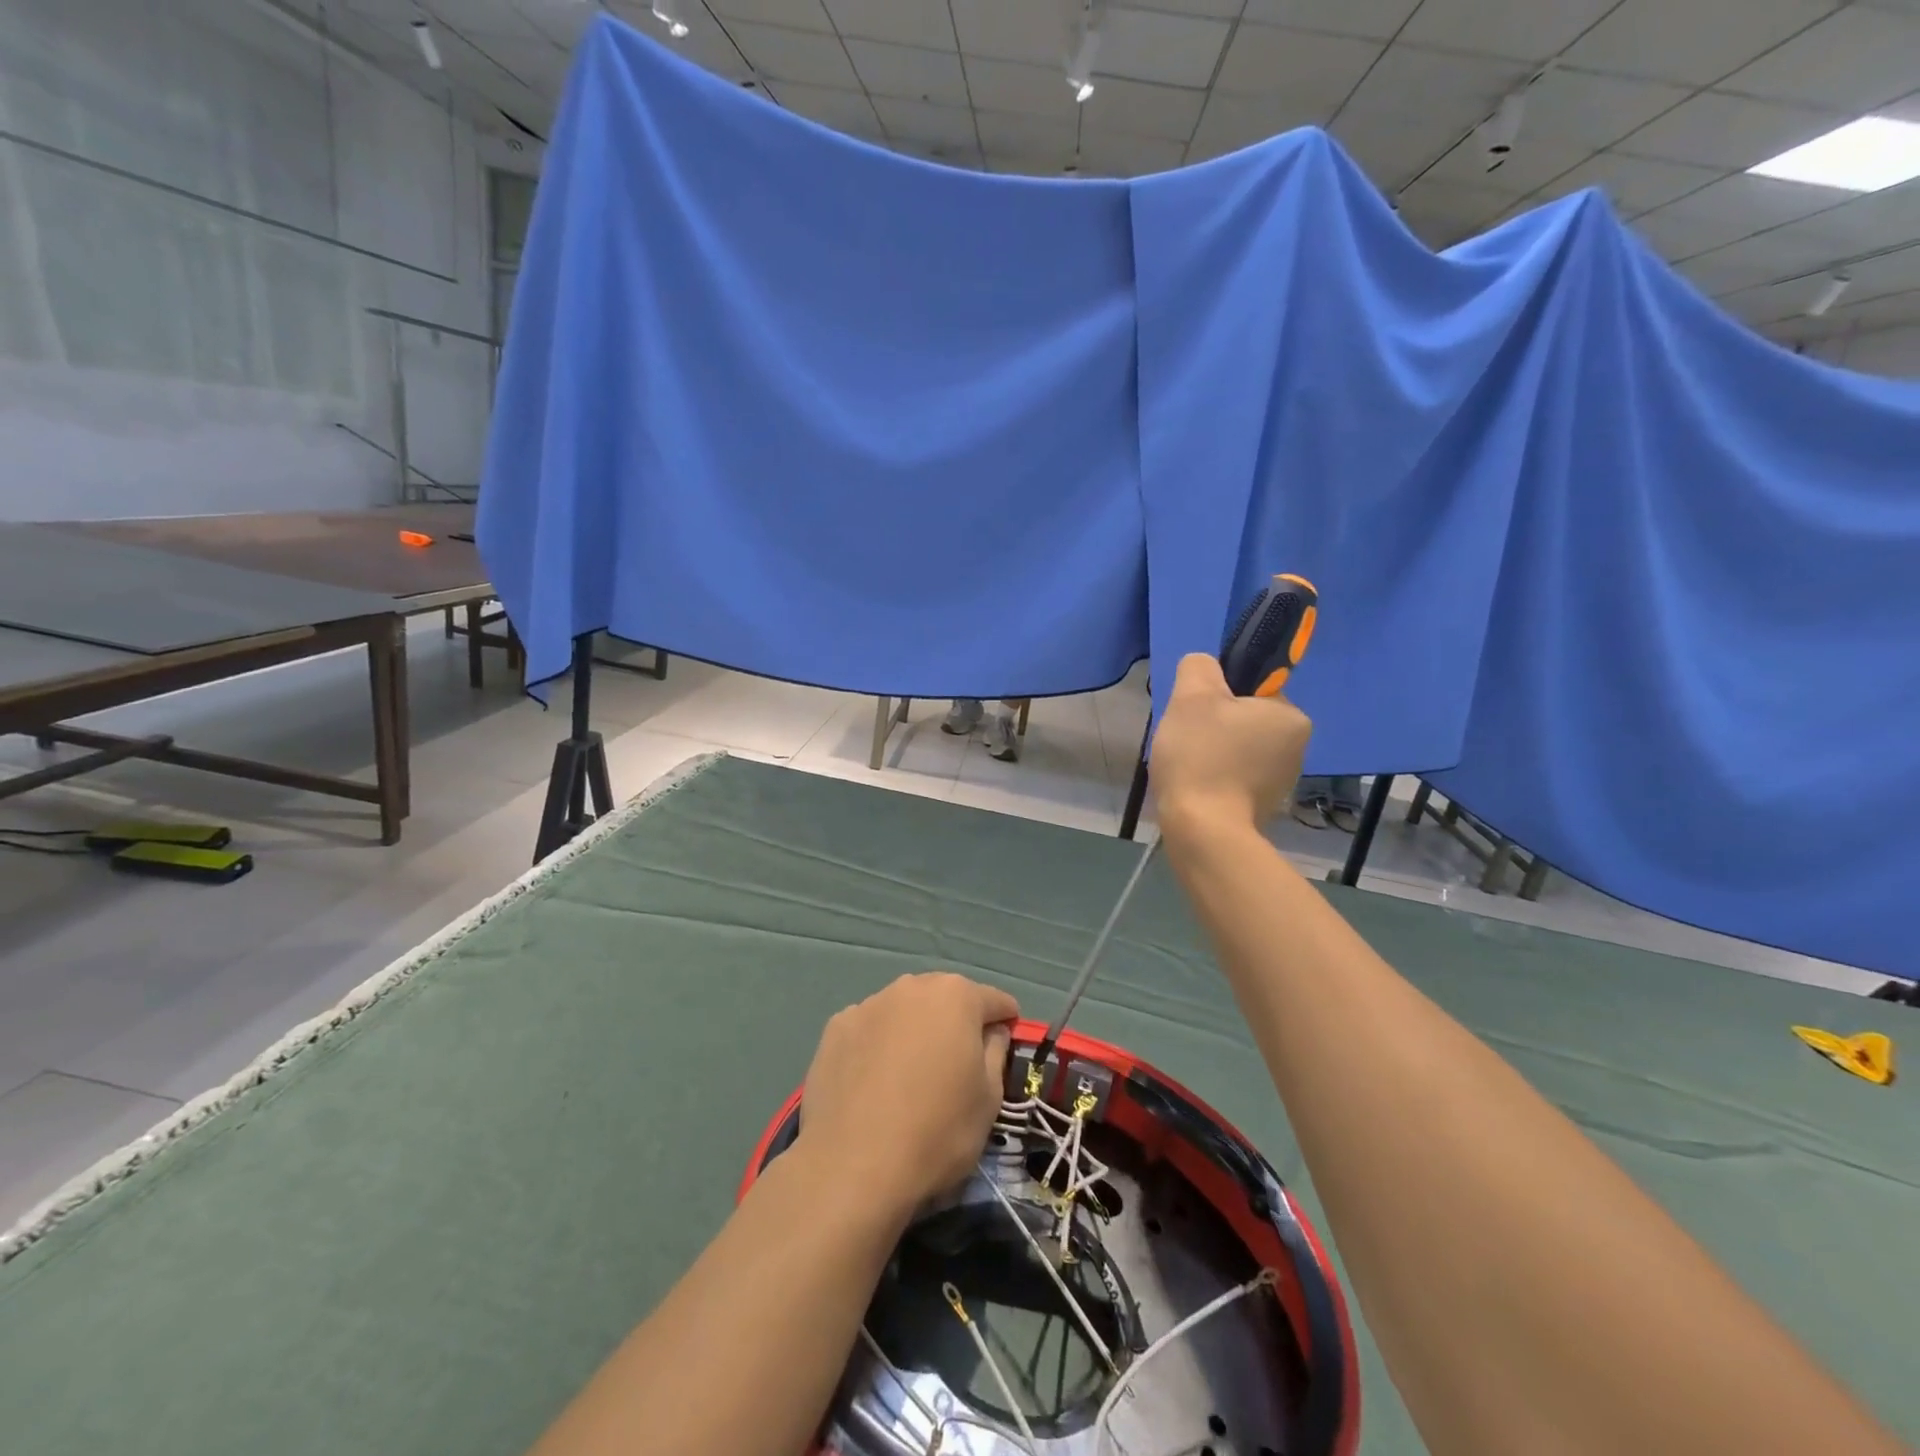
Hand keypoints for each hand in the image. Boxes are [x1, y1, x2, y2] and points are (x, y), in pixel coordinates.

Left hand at [795, 973, 1017, 1217]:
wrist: (852, 1166)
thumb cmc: (937, 1131)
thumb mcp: (989, 1098)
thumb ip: (995, 1052)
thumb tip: (992, 1031)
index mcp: (956, 996)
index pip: (994, 1000)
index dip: (1005, 1021)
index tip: (1007, 1042)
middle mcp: (911, 987)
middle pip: (945, 998)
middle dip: (956, 1021)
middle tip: (958, 1061)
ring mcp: (868, 1004)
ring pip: (904, 1011)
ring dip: (914, 1030)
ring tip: (911, 1073)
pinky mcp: (835, 1028)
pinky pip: (869, 1029)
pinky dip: (878, 1045)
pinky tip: (874, 1081)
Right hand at [1150, 652, 1311, 835]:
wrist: (1203, 832)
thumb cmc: (1202, 757)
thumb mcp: (1193, 697)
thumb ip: (1199, 667)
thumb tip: (1203, 665)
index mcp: (1291, 716)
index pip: (1252, 689)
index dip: (1217, 696)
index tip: (1195, 715)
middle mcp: (1298, 747)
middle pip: (1244, 719)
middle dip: (1214, 726)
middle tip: (1185, 739)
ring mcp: (1282, 782)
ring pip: (1238, 749)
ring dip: (1213, 753)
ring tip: (1187, 767)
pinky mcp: (1264, 807)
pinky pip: (1235, 778)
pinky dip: (1215, 778)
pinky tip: (1196, 787)